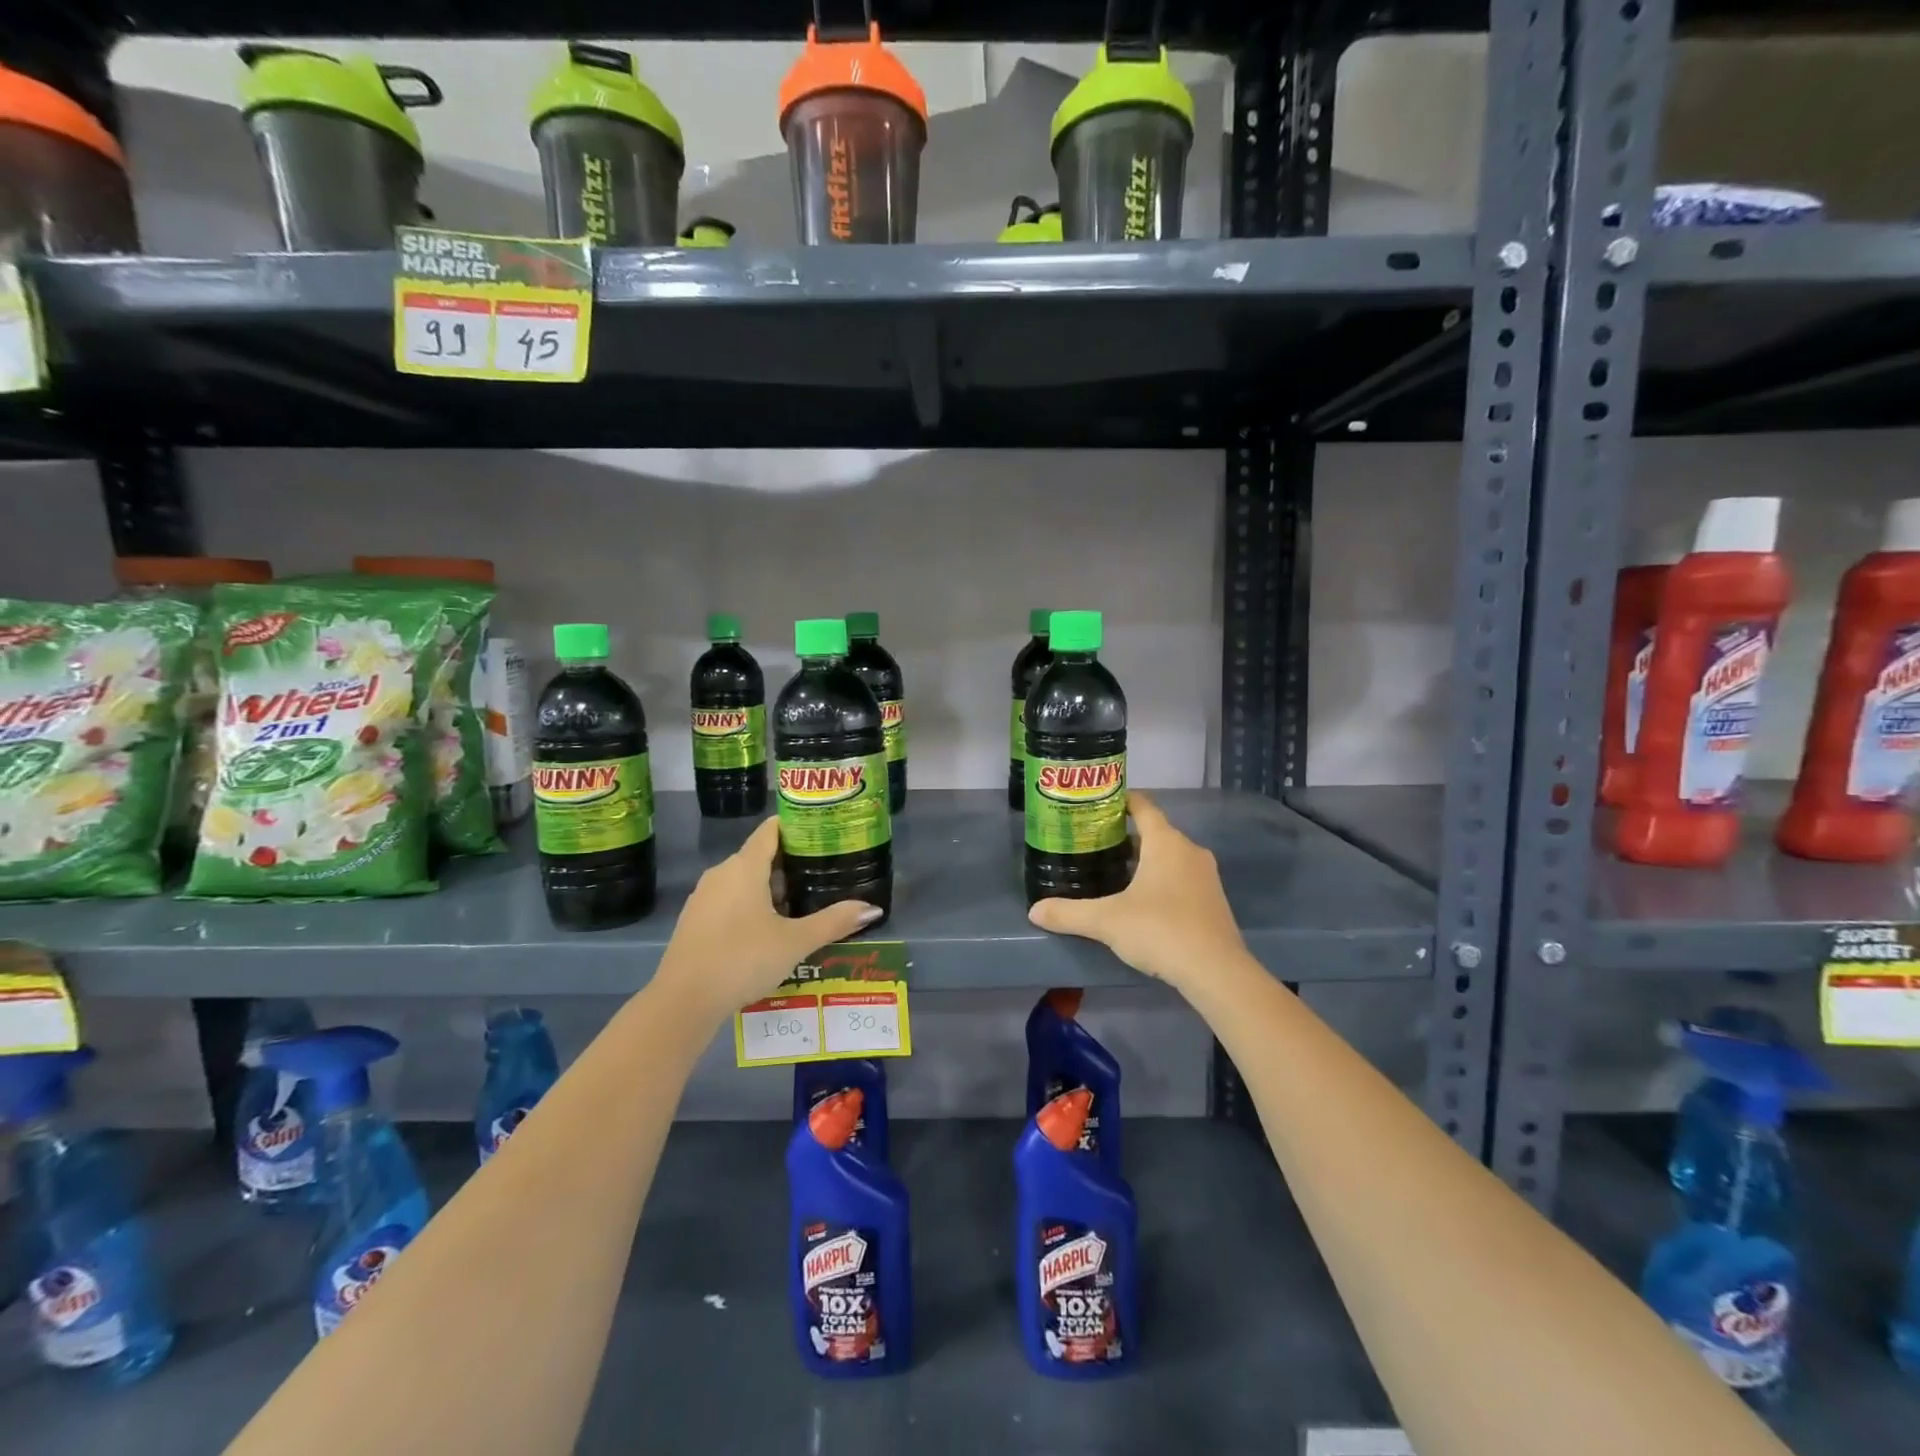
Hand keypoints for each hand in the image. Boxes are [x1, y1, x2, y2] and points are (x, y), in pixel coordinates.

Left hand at [655, 817, 881, 1022]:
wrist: (683, 1001)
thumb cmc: (743, 959)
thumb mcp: (796, 942)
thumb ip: (834, 922)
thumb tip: (873, 908)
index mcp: (745, 867)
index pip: (771, 830)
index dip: (796, 826)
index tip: (823, 830)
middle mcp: (721, 873)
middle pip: (760, 856)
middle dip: (791, 863)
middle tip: (823, 873)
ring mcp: (704, 897)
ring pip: (743, 880)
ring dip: (771, 888)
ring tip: (802, 903)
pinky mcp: (694, 920)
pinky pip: (729, 900)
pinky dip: (751, 905)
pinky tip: (769, 929)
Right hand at [1027, 790, 1247, 993]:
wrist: (1216, 972)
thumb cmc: (1160, 930)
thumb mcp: (1106, 921)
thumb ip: (1069, 913)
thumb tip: (1034, 911)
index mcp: (1166, 842)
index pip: (1143, 807)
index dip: (1122, 801)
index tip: (1099, 804)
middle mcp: (1189, 851)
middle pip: (1155, 833)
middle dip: (1127, 838)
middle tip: (1095, 846)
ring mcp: (1206, 877)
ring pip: (1170, 858)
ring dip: (1146, 862)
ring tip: (1114, 874)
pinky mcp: (1214, 902)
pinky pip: (1182, 880)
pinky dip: (1162, 882)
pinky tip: (1143, 904)